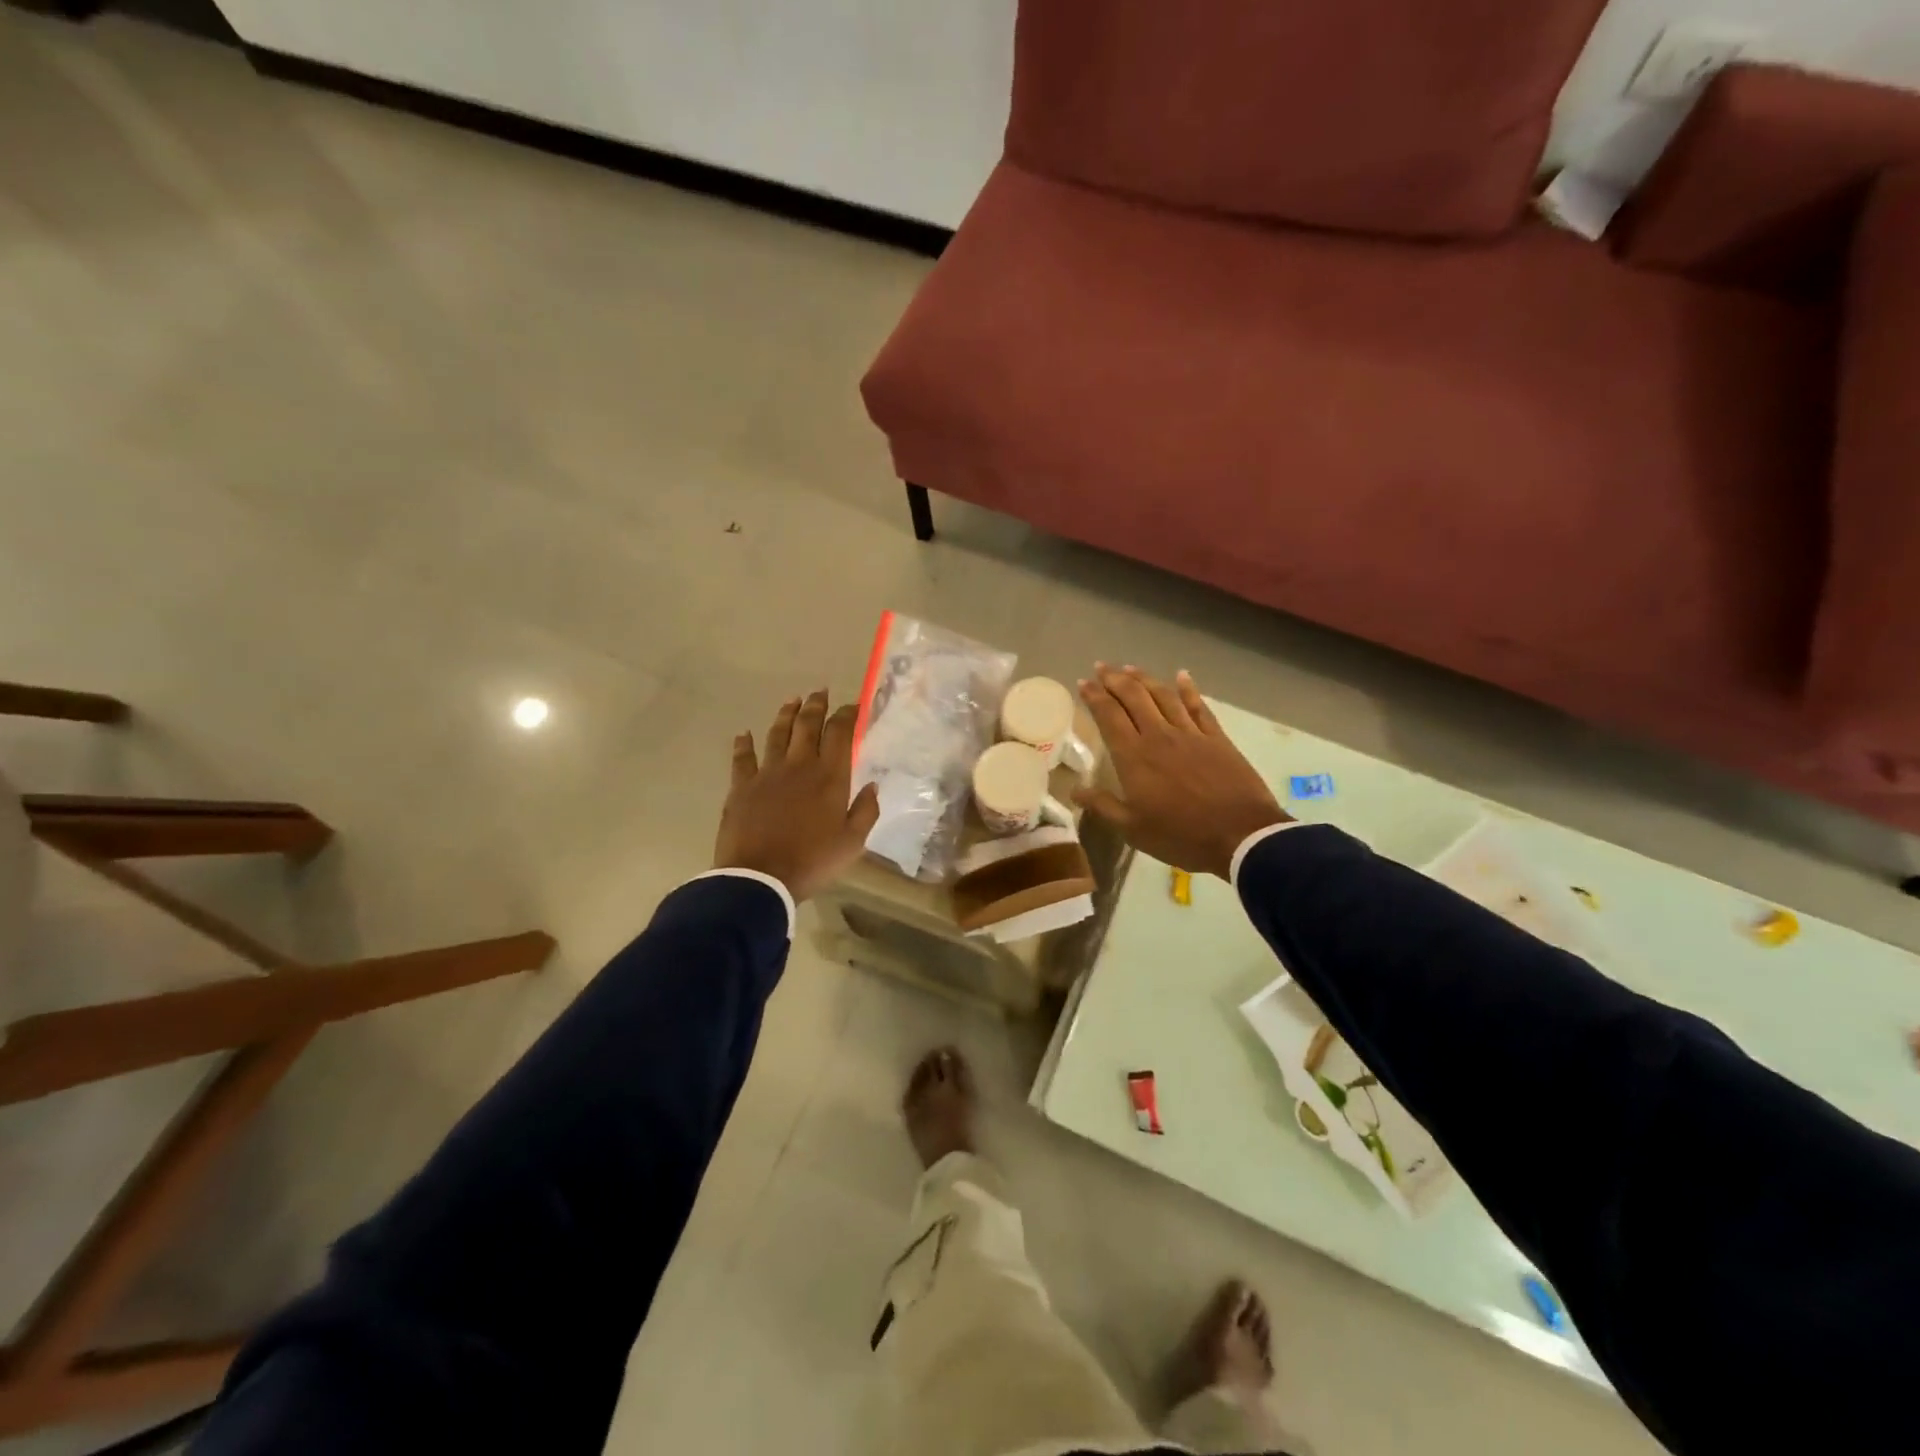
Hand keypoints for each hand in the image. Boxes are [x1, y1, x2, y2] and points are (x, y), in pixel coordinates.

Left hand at [714, 690, 879, 902]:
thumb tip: (872, 785)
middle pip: (807, 725)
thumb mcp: (853, 842)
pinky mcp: (741, 786)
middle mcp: (799, 765)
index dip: (847, 715)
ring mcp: (767, 773)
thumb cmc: (813, 861)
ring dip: (786, 714)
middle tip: (821, 692)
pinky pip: (742, 758)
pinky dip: (743, 743)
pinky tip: (743, 734)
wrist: (760, 877)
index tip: (853, 706)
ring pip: (777, 733)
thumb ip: (866, 811)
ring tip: (792, 700)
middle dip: (816, 705)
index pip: (840, 733)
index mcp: (829, 776)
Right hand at [1074, 665, 1289, 879]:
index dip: (1094, 696)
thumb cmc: (1180, 835)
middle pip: (1134, 697)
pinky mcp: (1216, 737)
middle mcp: (1159, 735)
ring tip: (1130, 668)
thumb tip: (1075, 790)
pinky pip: (1199, 705)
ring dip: (1144, 678)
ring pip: (1163, 695)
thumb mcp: (1133, 829)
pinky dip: (1188, 688)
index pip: (1108, 716)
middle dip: (1114, 679)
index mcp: (1134, 756)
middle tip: (1101, 667)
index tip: (1082, 682)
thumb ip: (1103, 806)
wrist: (1240, 835)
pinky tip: (1181, 675)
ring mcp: (1190, 733)